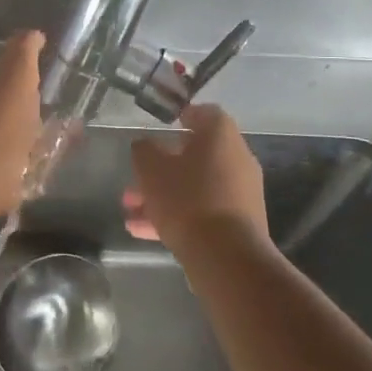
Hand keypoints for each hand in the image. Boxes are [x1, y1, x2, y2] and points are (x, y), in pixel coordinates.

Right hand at [127, 104, 267, 256]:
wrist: (226, 257)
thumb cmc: (187, 199)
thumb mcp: (151, 169)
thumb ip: (144, 151)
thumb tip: (145, 146)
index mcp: (221, 136)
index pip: (206, 113)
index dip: (184, 115)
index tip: (164, 124)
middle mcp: (237, 159)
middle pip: (195, 156)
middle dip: (161, 168)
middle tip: (135, 179)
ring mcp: (240, 194)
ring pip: (195, 187)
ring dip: (163, 196)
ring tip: (131, 212)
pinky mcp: (239, 224)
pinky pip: (203, 211)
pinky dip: (177, 216)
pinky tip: (143, 232)